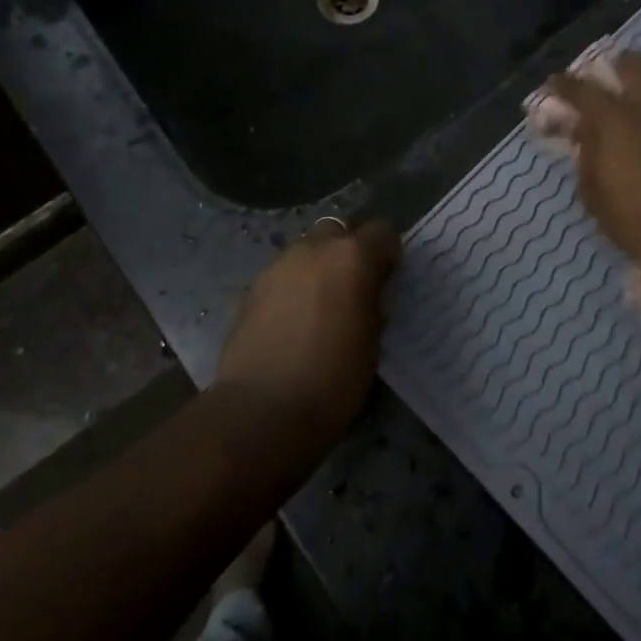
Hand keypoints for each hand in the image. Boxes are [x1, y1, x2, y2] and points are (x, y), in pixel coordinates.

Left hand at [213, 220, 400, 441]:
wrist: (261, 410)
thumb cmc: (333, 379)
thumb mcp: (373, 340)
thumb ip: (372, 302)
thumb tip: (368, 293)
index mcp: (353, 257)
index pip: (382, 232)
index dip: (388, 254)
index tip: (387, 279)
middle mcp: (315, 248)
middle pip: (339, 231)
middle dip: (348, 251)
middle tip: (352, 287)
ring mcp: (279, 264)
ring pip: (307, 250)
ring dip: (318, 267)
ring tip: (319, 306)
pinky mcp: (252, 287)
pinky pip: (283, 274)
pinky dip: (293, 286)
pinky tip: (292, 320)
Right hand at [543, 51, 640, 265]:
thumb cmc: (633, 218)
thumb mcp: (592, 191)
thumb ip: (586, 154)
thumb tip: (584, 132)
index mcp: (612, 120)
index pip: (581, 89)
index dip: (564, 84)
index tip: (555, 82)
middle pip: (632, 64)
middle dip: (617, 66)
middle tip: (611, 78)